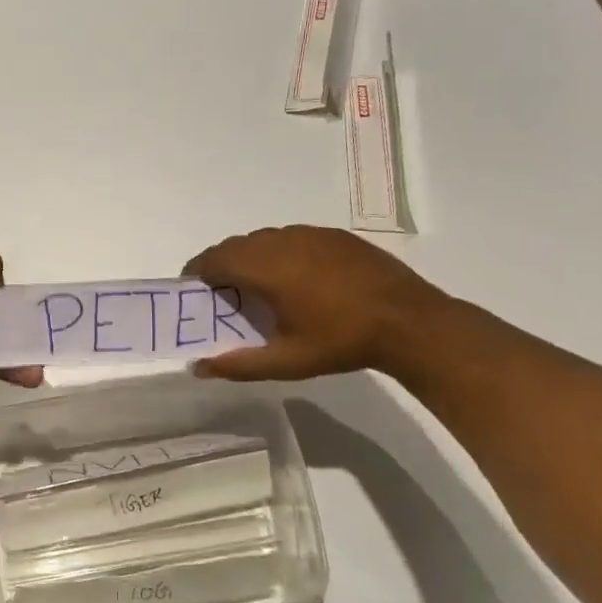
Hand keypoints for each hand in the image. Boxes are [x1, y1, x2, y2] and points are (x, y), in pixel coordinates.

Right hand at [183, 225, 446, 380]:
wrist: (409, 322)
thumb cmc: (341, 342)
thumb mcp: (286, 362)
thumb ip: (238, 365)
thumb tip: (198, 368)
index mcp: (265, 268)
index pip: (214, 259)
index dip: (197, 272)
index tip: (192, 290)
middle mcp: (282, 241)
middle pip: (235, 245)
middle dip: (220, 265)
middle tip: (220, 294)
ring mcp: (310, 234)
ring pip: (263, 239)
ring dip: (249, 257)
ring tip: (256, 286)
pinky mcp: (334, 236)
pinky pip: (290, 237)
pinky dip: (277, 252)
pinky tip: (293, 278)